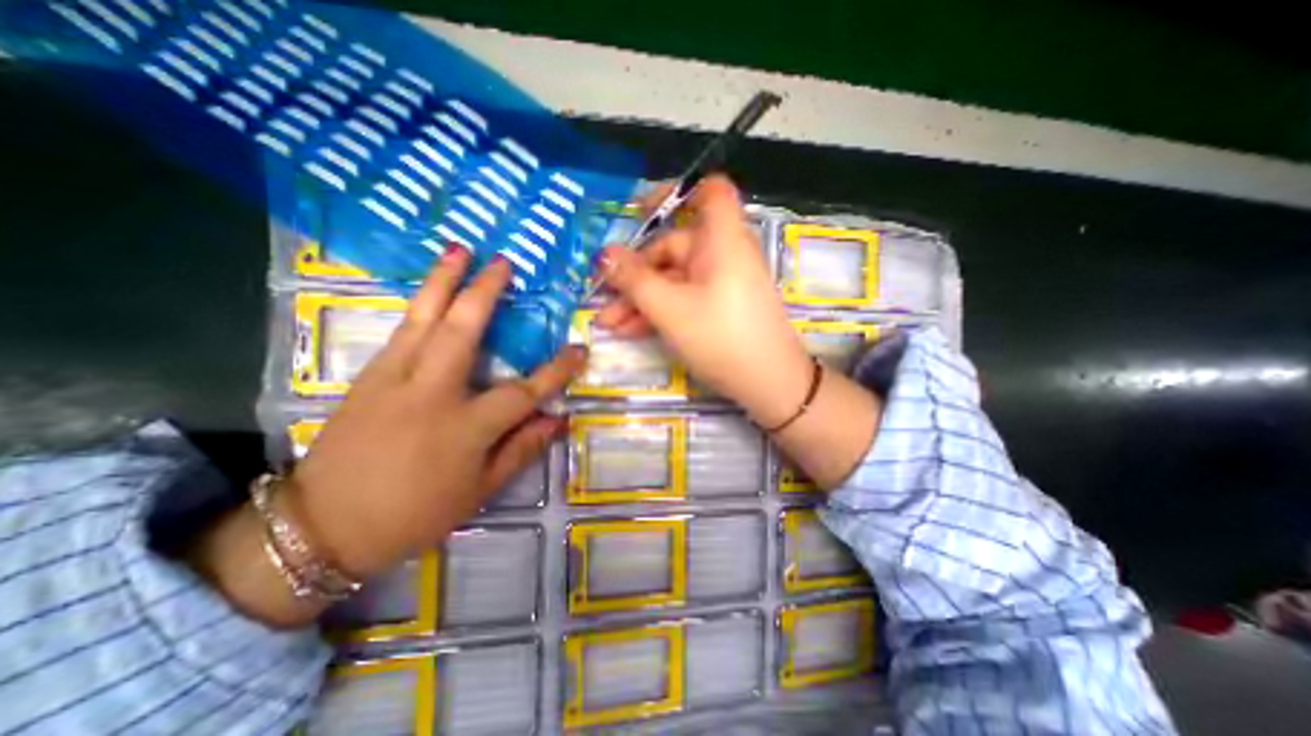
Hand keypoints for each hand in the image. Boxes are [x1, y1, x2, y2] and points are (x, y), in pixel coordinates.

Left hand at [292, 250, 586, 576]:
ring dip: (442, 281)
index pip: (524, 391)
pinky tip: (431, 292)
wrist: (321, 527)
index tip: (580, 350)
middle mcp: (431, 393)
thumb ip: (522, 449)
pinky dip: (420, 305)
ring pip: (422, 319)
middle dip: (485, 292)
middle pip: (462, 331)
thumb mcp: (480, 490)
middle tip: (502, 262)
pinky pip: (401, 331)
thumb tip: (558, 420)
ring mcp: (393, 379)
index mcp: (465, 428)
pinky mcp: (366, 377)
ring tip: (459, 250)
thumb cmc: (414, 513)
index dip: (556, 371)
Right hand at [597, 174, 815, 424]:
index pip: (710, 191)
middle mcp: (722, 255)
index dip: (677, 191)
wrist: (769, 385)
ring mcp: (721, 283)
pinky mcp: (720, 307)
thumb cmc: (720, 338)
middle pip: (674, 247)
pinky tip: (631, 331)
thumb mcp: (669, 309)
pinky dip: (660, 311)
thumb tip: (604, 254)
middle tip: (604, 298)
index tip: (641, 211)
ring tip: (610, 324)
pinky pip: (685, 299)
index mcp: (720, 240)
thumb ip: (634, 280)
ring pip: (674, 279)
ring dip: (641, 299)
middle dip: (635, 273)